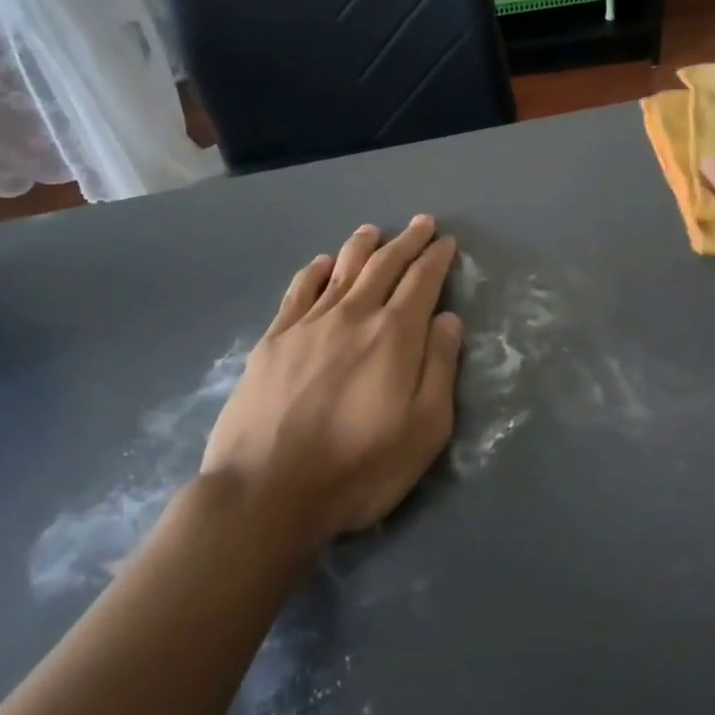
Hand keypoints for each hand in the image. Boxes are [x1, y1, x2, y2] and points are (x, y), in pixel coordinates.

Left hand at [204, 217, 463, 544]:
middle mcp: (353, 316)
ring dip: (361, 247)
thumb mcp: (425, 428)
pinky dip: (314, 272)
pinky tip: (322, 264)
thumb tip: (447, 319)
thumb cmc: (359, 467)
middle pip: (384, 266)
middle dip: (406, 241)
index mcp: (394, 335)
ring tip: (373, 231)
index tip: (446, 241)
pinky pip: (299, 292)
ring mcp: (308, 325)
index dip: (436, 258)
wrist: (267, 492)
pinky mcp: (273, 341)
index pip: (421, 282)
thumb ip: (440, 367)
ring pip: (341, 271)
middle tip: (421, 223)